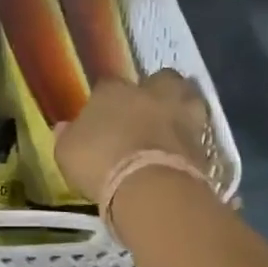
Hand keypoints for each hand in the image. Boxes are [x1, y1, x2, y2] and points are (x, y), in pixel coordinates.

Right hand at [53, 69, 211, 201]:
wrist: (149, 187)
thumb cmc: (100, 164)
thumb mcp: (67, 153)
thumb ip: (67, 137)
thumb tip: (64, 127)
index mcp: (113, 91)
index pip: (108, 85)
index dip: (107, 99)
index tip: (104, 116)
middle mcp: (151, 93)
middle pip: (160, 79)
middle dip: (156, 90)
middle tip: (148, 110)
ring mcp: (182, 113)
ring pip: (188, 97)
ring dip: (182, 106)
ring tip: (174, 124)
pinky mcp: (203, 140)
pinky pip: (198, 131)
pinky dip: (193, 138)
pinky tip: (184, 149)